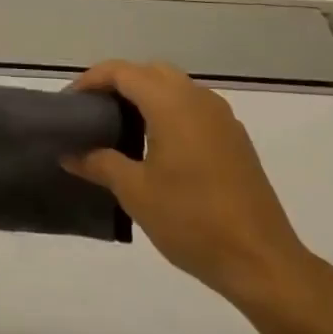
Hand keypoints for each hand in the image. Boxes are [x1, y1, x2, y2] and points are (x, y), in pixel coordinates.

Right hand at [64, 61, 321, 308]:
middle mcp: (197, 98)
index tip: (70, 102)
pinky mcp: (234, 138)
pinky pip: (193, 107)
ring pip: (174, 87)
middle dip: (119, 83)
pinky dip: (168, 111)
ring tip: (120, 128)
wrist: (262, 262)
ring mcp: (221, 117)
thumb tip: (69, 153)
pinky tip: (157, 147)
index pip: (123, 71)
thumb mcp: (136, 193)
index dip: (92, 80)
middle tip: (94, 110)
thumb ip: (100, 163)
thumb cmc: (193, 221)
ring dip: (145, 96)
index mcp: (171, 103)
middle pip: (150, 71)